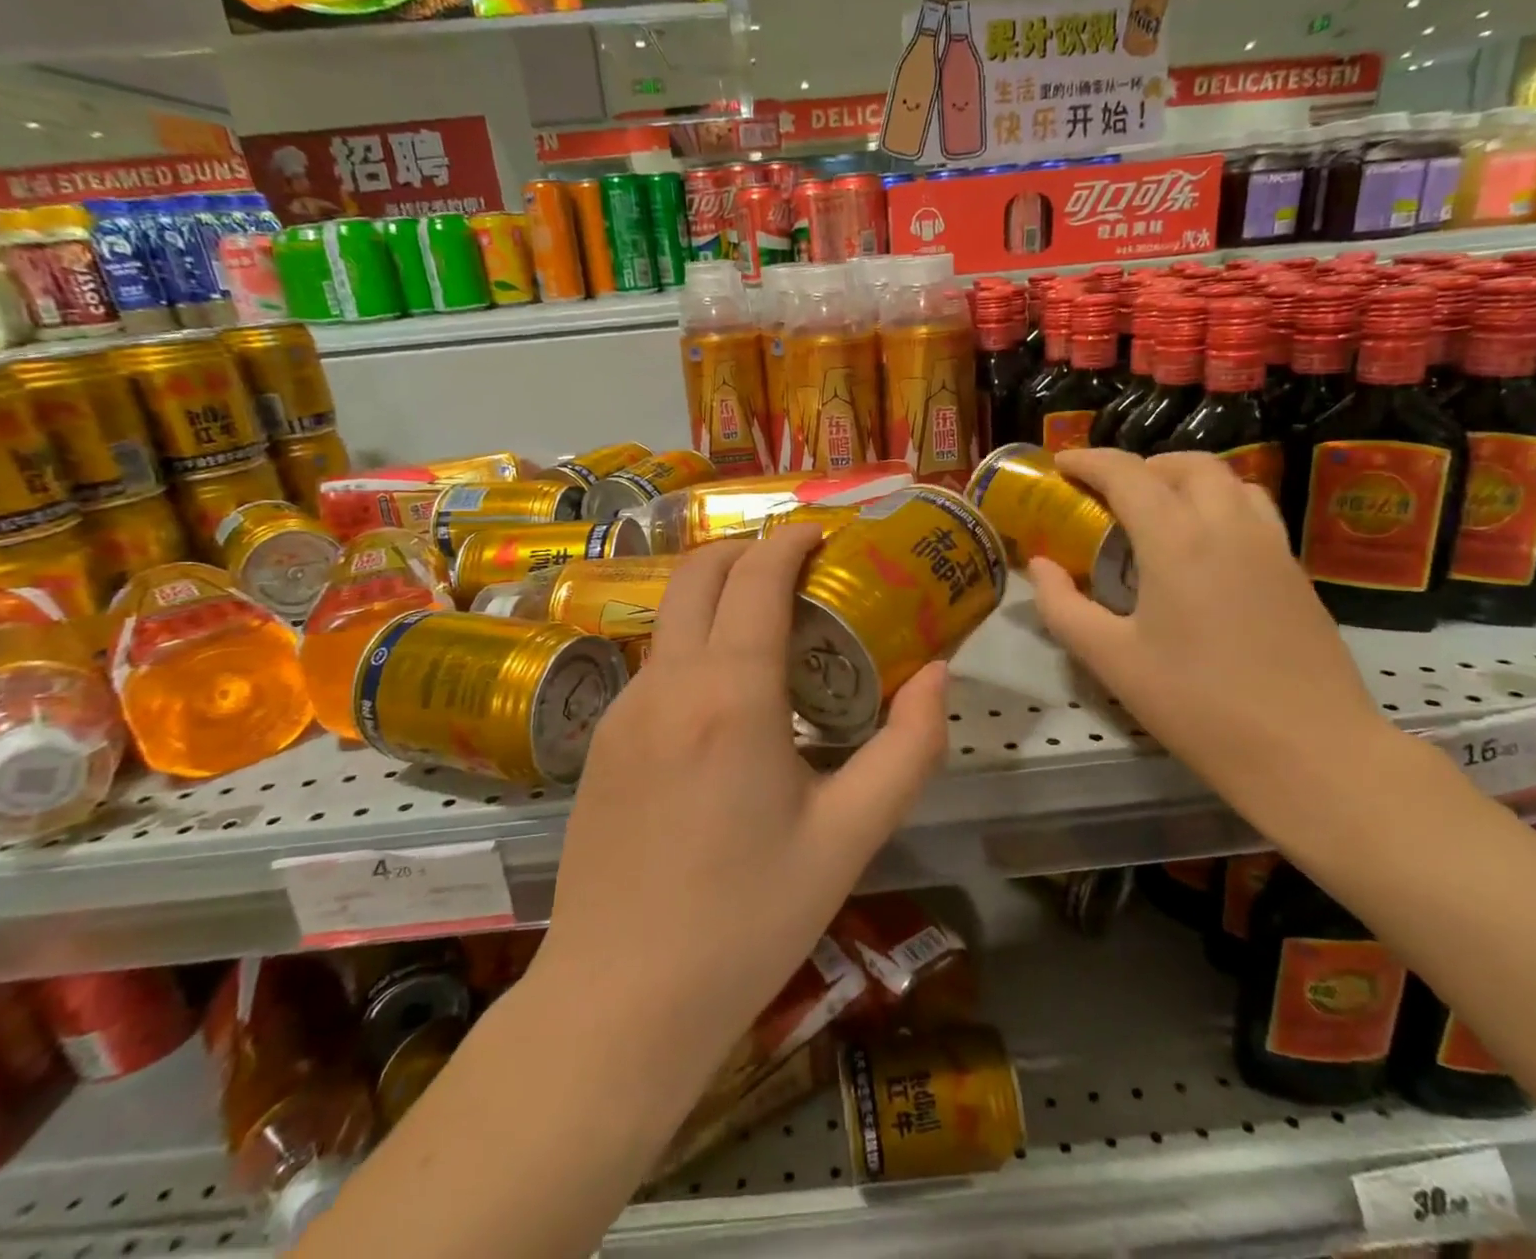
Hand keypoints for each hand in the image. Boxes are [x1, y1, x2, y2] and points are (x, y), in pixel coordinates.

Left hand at [537, 525, 948, 1081]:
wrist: (619, 1001)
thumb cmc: (747, 920)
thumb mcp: (850, 837)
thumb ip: (909, 747)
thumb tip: (936, 674)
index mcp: (729, 695)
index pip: (757, 578)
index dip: (790, 542)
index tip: (822, 534)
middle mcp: (666, 683)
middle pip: (698, 573)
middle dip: (746, 550)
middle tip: (797, 567)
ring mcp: (621, 709)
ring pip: (670, 617)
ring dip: (717, 597)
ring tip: (770, 631)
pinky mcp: (598, 741)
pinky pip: (653, 665)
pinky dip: (693, 647)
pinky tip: (725, 701)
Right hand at [1027, 449, 1394, 801]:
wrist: (1311, 752)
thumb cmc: (1197, 705)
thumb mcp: (1111, 660)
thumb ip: (1062, 605)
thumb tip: (1039, 566)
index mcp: (1177, 541)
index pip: (1128, 474)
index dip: (1089, 461)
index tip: (1060, 464)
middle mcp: (1228, 526)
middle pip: (1185, 464)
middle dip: (1140, 466)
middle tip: (1107, 494)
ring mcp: (1271, 545)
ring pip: (1228, 480)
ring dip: (1185, 479)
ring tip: (1155, 512)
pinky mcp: (1295, 570)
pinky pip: (1253, 510)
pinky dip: (1217, 503)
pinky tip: (1200, 548)